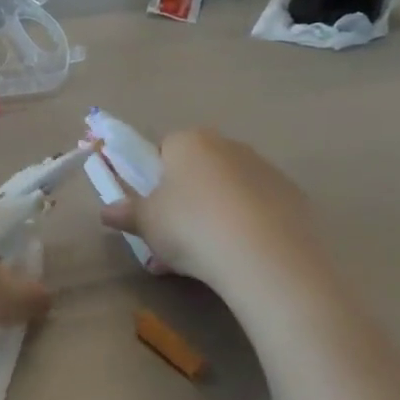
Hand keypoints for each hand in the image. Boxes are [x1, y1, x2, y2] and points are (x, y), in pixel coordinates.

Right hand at [99, 129, 315, 287]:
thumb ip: (126, 214)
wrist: (265, 256)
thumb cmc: (191, 227)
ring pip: (229, 189)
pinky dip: (248, 226)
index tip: (152, 209)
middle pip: (198, 168)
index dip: (154, 178)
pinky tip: (242, 256)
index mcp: (189, 142)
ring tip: (210, 255)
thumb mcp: (147, 224)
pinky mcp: (293, 197)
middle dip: (186, 197)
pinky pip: (259, 208)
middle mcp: (228, 146)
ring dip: (217, 212)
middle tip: (176, 235)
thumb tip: (106, 212)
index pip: (164, 148)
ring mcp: (265, 169)